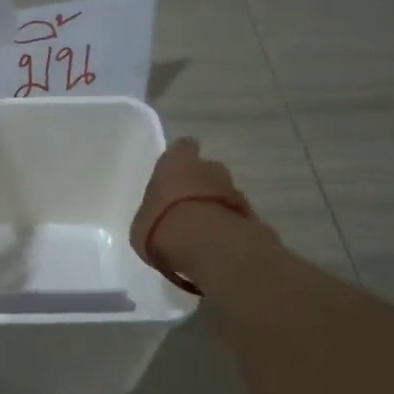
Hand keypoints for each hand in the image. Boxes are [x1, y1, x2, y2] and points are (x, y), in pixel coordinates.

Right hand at [130, 137, 266, 276]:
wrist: (207, 246)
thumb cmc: (162, 225)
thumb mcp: (142, 222)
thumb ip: (154, 212)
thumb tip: (159, 217)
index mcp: (176, 163)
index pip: (183, 147)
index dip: (180, 158)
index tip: (175, 172)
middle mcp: (209, 168)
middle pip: (207, 170)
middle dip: (201, 184)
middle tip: (187, 207)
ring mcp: (234, 190)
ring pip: (224, 193)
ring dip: (216, 206)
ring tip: (202, 230)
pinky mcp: (252, 215)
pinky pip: (235, 216)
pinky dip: (228, 226)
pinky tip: (216, 244)